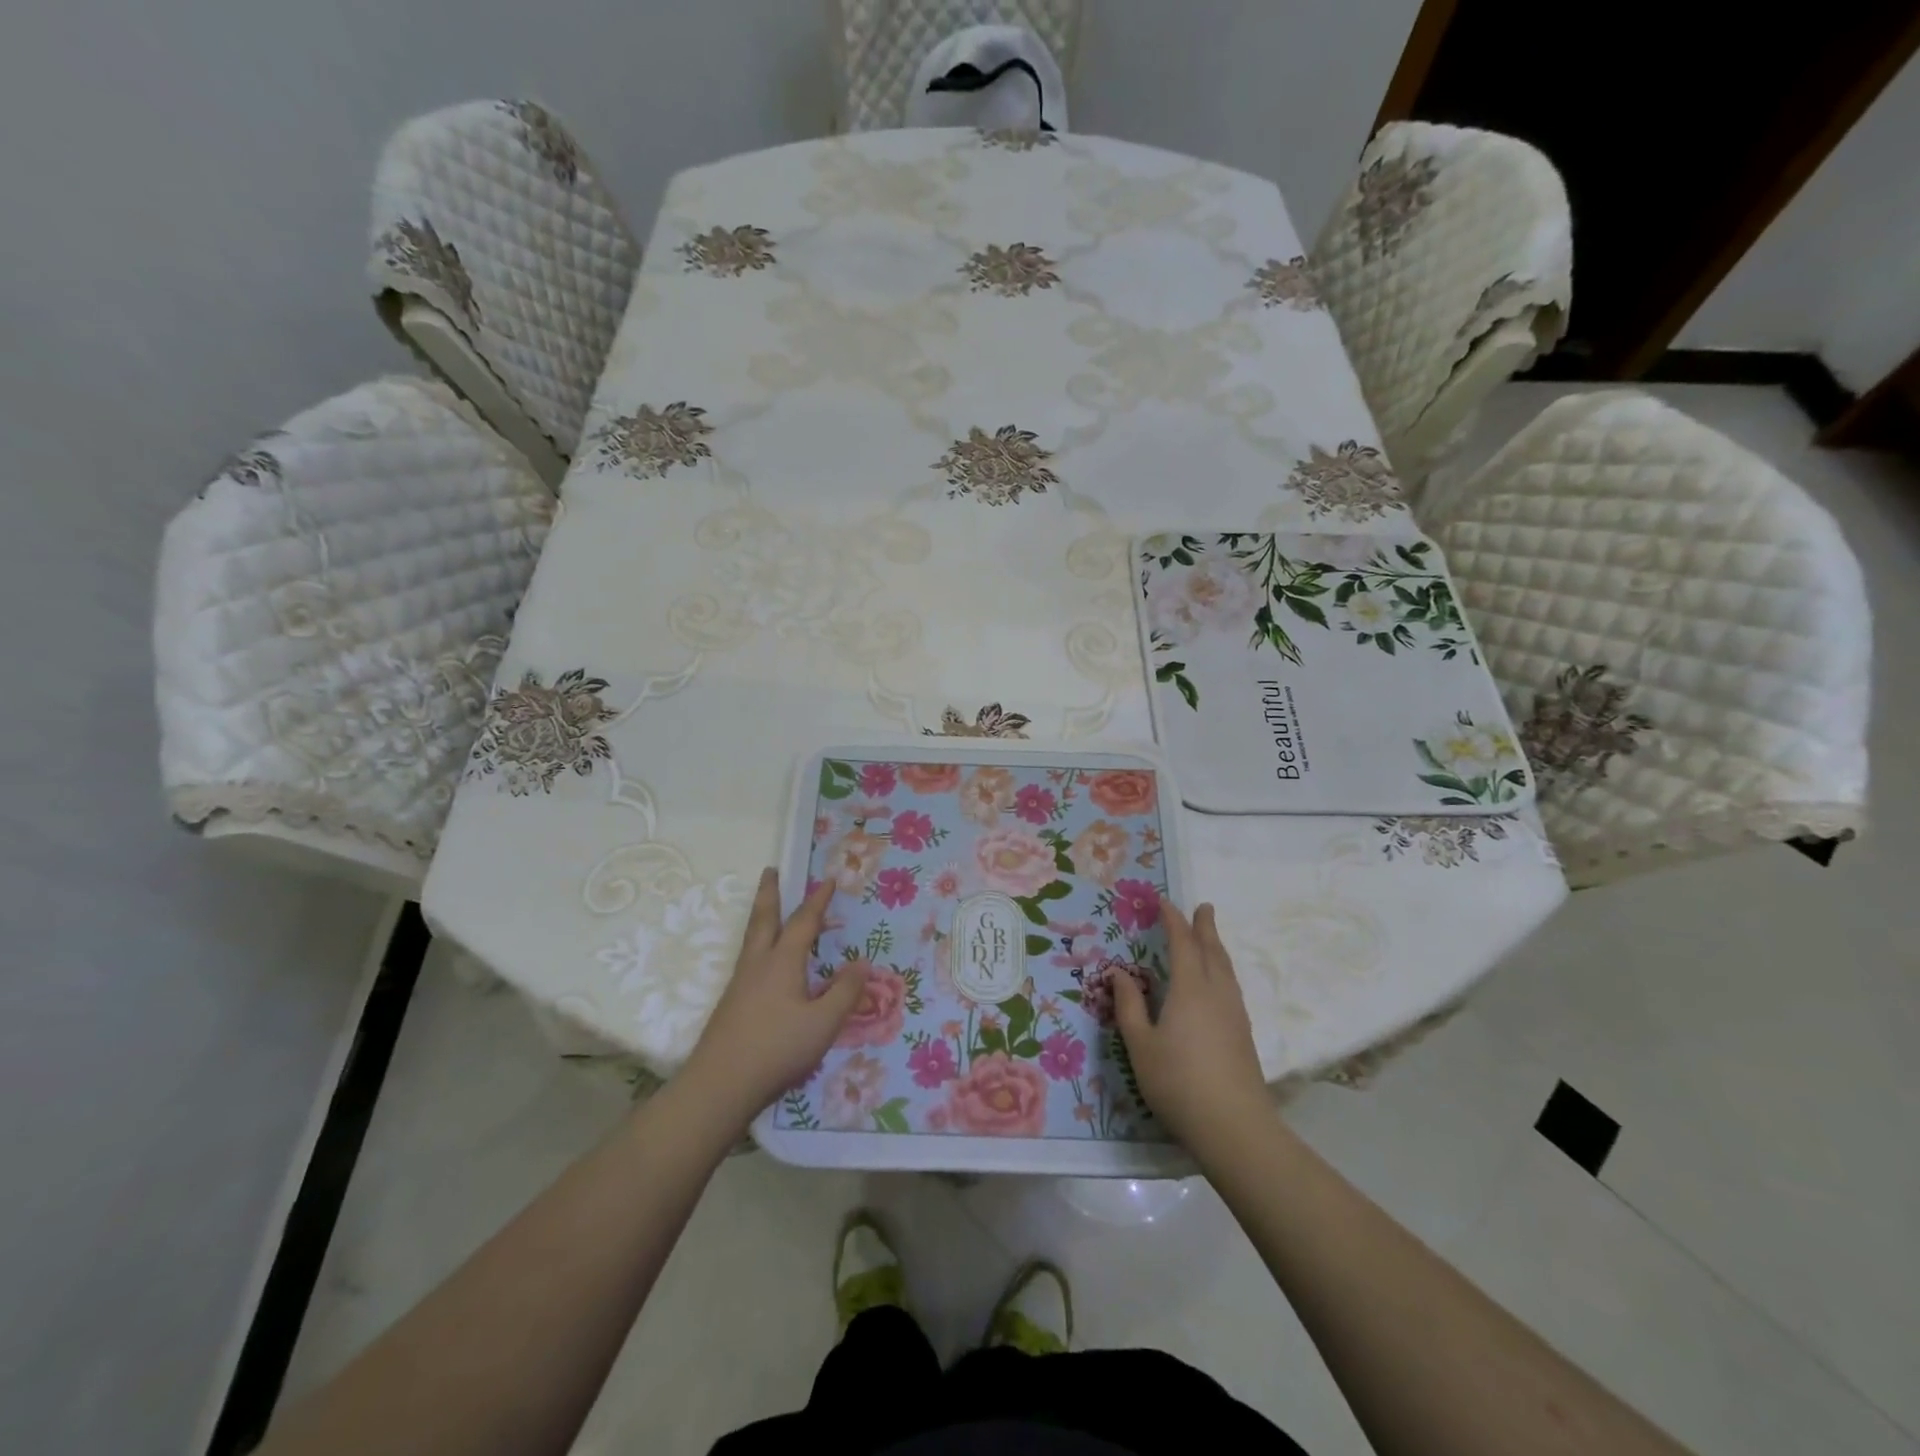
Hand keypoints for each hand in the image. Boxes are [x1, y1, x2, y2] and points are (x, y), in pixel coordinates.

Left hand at [682, 870, 868, 1126]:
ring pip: (752, 938)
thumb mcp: (823, 1023)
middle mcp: (758, 964)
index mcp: (782, 962)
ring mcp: (740, 984)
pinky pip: (749, 959)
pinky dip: (759, 944)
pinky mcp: (731, 1004)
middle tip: (770, 870)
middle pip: (763, 919)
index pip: (803, 922)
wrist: (719, 1086)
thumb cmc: (777, 1049)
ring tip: (767, 908)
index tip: (828, 880)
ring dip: (761, 916)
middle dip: (770, 893)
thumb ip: (845, 992)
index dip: (818, 901)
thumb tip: (861, 963)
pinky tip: (765, 964)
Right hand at [1112, 897, 1272, 1158]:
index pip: (1182, 944)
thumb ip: (1129, 1006)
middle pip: (1213, 951)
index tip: (1165, 902)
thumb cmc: (1178, 1082)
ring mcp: (1234, 1014)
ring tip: (1210, 938)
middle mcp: (1216, 993)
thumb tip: (1119, 973)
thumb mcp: (1140, 1045)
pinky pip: (1231, 986)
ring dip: (1217, 947)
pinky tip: (1219, 983)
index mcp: (1190, 989)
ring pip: (1227, 969)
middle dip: (1205, 927)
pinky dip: (1222, 970)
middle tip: (1203, 907)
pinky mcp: (1243, 1034)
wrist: (1234, 1127)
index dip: (1173, 921)